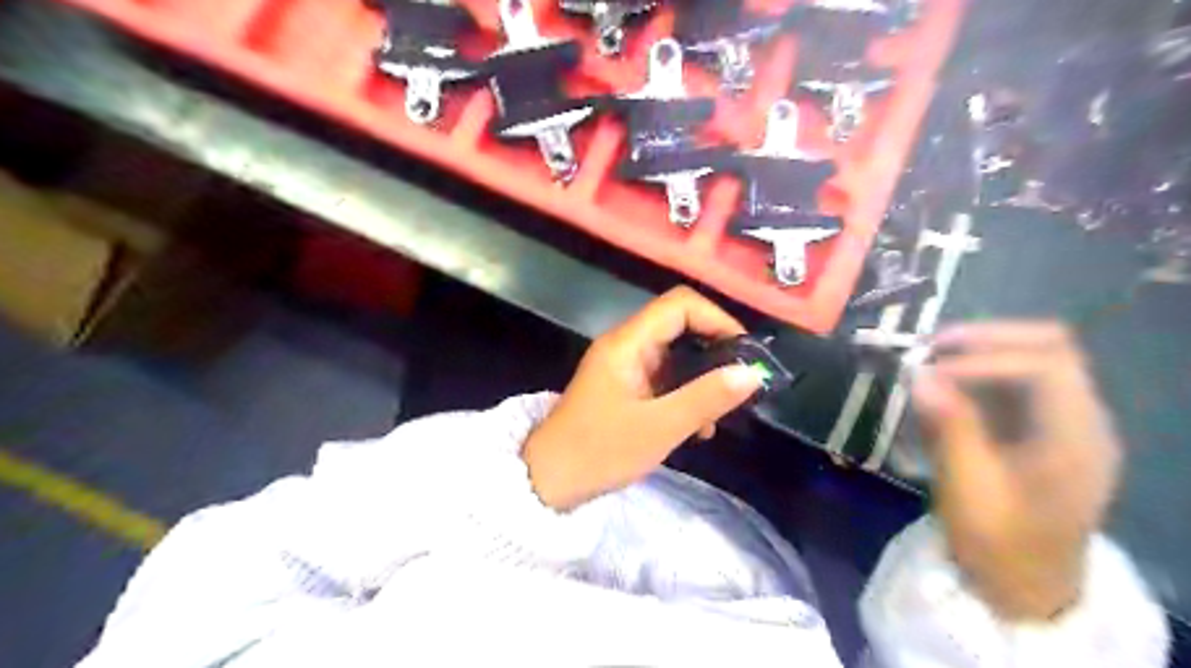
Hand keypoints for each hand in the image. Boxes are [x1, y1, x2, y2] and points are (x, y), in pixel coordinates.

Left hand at [522, 288, 763, 511]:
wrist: (548, 481)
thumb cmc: (599, 451)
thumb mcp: (659, 428)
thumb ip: (706, 398)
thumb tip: (753, 374)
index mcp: (627, 343)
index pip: (679, 305)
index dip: (717, 319)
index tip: (744, 352)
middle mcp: (626, 346)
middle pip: (679, 326)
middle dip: (714, 351)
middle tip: (741, 382)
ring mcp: (624, 367)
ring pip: (675, 356)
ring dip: (702, 378)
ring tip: (721, 413)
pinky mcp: (625, 389)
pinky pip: (664, 379)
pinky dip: (686, 395)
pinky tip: (698, 428)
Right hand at [913, 323, 1127, 621]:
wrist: (1027, 588)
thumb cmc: (1000, 545)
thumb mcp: (969, 490)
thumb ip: (950, 428)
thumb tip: (920, 376)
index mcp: (1077, 440)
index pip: (1047, 366)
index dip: (986, 358)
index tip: (930, 371)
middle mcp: (1082, 420)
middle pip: (1051, 348)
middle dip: (988, 339)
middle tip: (932, 346)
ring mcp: (1065, 423)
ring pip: (1034, 358)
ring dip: (981, 352)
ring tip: (930, 359)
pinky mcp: (1043, 430)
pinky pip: (1016, 383)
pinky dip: (979, 374)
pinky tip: (944, 386)